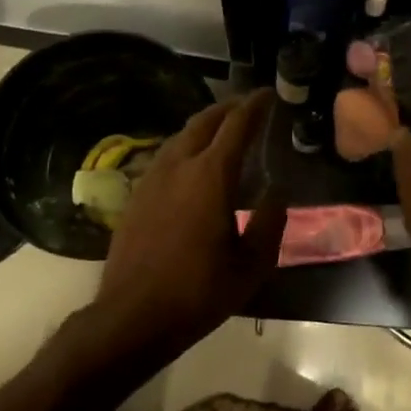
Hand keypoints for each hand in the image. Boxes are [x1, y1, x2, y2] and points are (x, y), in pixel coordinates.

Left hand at [90, 90, 285, 363]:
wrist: (133, 316)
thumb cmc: (199, 292)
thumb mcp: (251, 265)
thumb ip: (270, 223)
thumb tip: (277, 193)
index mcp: (211, 177)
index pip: (237, 126)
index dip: (255, 106)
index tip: (269, 94)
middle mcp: (179, 166)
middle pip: (204, 120)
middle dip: (229, 107)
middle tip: (249, 106)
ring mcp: (152, 178)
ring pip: (181, 135)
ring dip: (205, 125)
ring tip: (225, 129)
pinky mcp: (136, 195)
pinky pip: (166, 155)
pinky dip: (187, 145)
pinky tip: (194, 162)